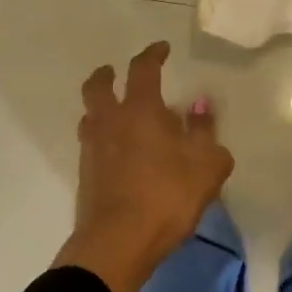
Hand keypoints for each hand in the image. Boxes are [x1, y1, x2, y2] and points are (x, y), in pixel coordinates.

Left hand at [54, 42, 233, 291]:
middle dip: (107, 75)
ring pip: (90, 115)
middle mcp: (110, 121)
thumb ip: (205, 131)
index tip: (162, 49)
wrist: (118, 242)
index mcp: (140, 110)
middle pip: (98, 86)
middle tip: (116, 73)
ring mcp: (93, 149)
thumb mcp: (206, 164)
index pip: (143, 69)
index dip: (152, 54)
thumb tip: (199, 105)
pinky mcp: (85, 175)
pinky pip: (92, 143)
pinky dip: (103, 137)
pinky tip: (118, 151)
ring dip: (101, 107)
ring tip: (118, 113)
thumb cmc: (168, 196)